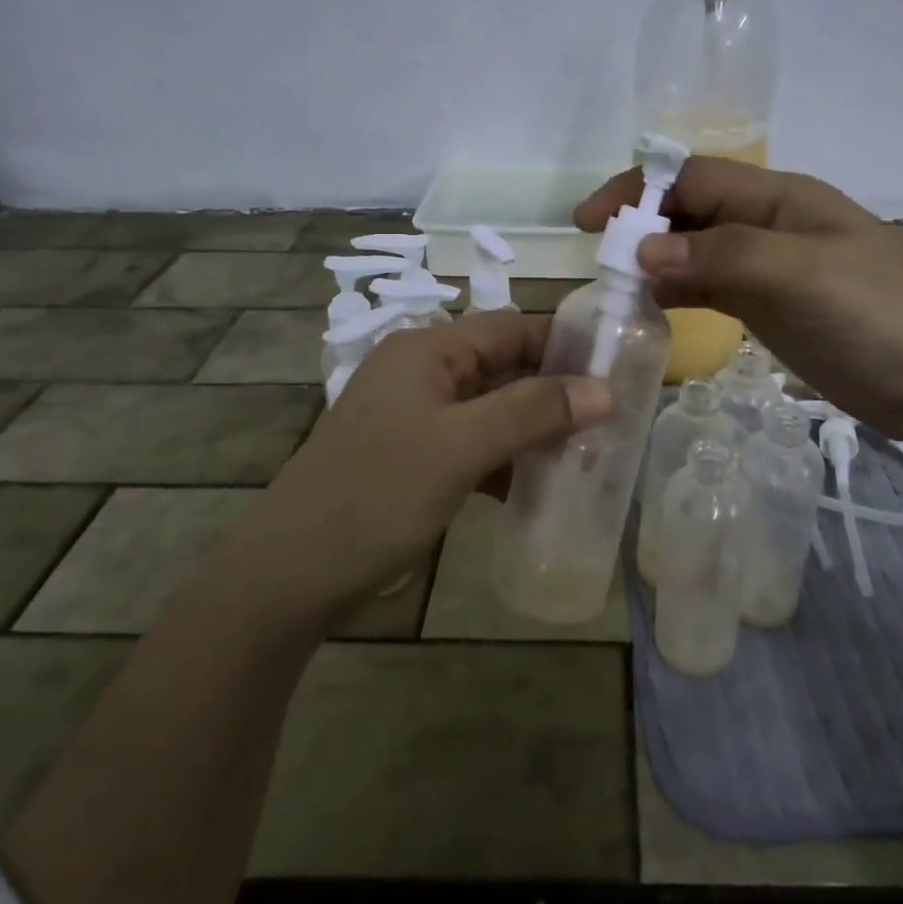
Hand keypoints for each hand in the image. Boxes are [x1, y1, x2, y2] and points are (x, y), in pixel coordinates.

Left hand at [251, 312, 610, 619]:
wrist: (288, 576)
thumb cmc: (376, 495)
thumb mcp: (460, 448)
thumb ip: (532, 412)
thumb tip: (603, 390)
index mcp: (427, 350)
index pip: (511, 328)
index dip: (562, 346)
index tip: (614, 376)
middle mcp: (421, 372)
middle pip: (502, 366)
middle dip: (552, 393)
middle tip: (607, 424)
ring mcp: (415, 416)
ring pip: (491, 408)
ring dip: (532, 428)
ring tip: (583, 457)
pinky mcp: (413, 455)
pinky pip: (473, 443)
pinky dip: (504, 458)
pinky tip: (534, 485)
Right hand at [575, 158, 902, 461]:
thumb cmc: (880, 313)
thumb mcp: (802, 273)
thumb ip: (722, 255)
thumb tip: (644, 250)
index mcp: (780, 197)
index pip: (694, 178)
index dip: (639, 190)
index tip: (590, 221)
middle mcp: (770, 225)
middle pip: (691, 212)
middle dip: (643, 227)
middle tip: (600, 263)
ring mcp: (772, 269)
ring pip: (697, 252)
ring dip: (656, 264)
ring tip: (616, 290)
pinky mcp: (773, 309)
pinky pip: (713, 289)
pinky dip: (680, 293)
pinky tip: (653, 309)